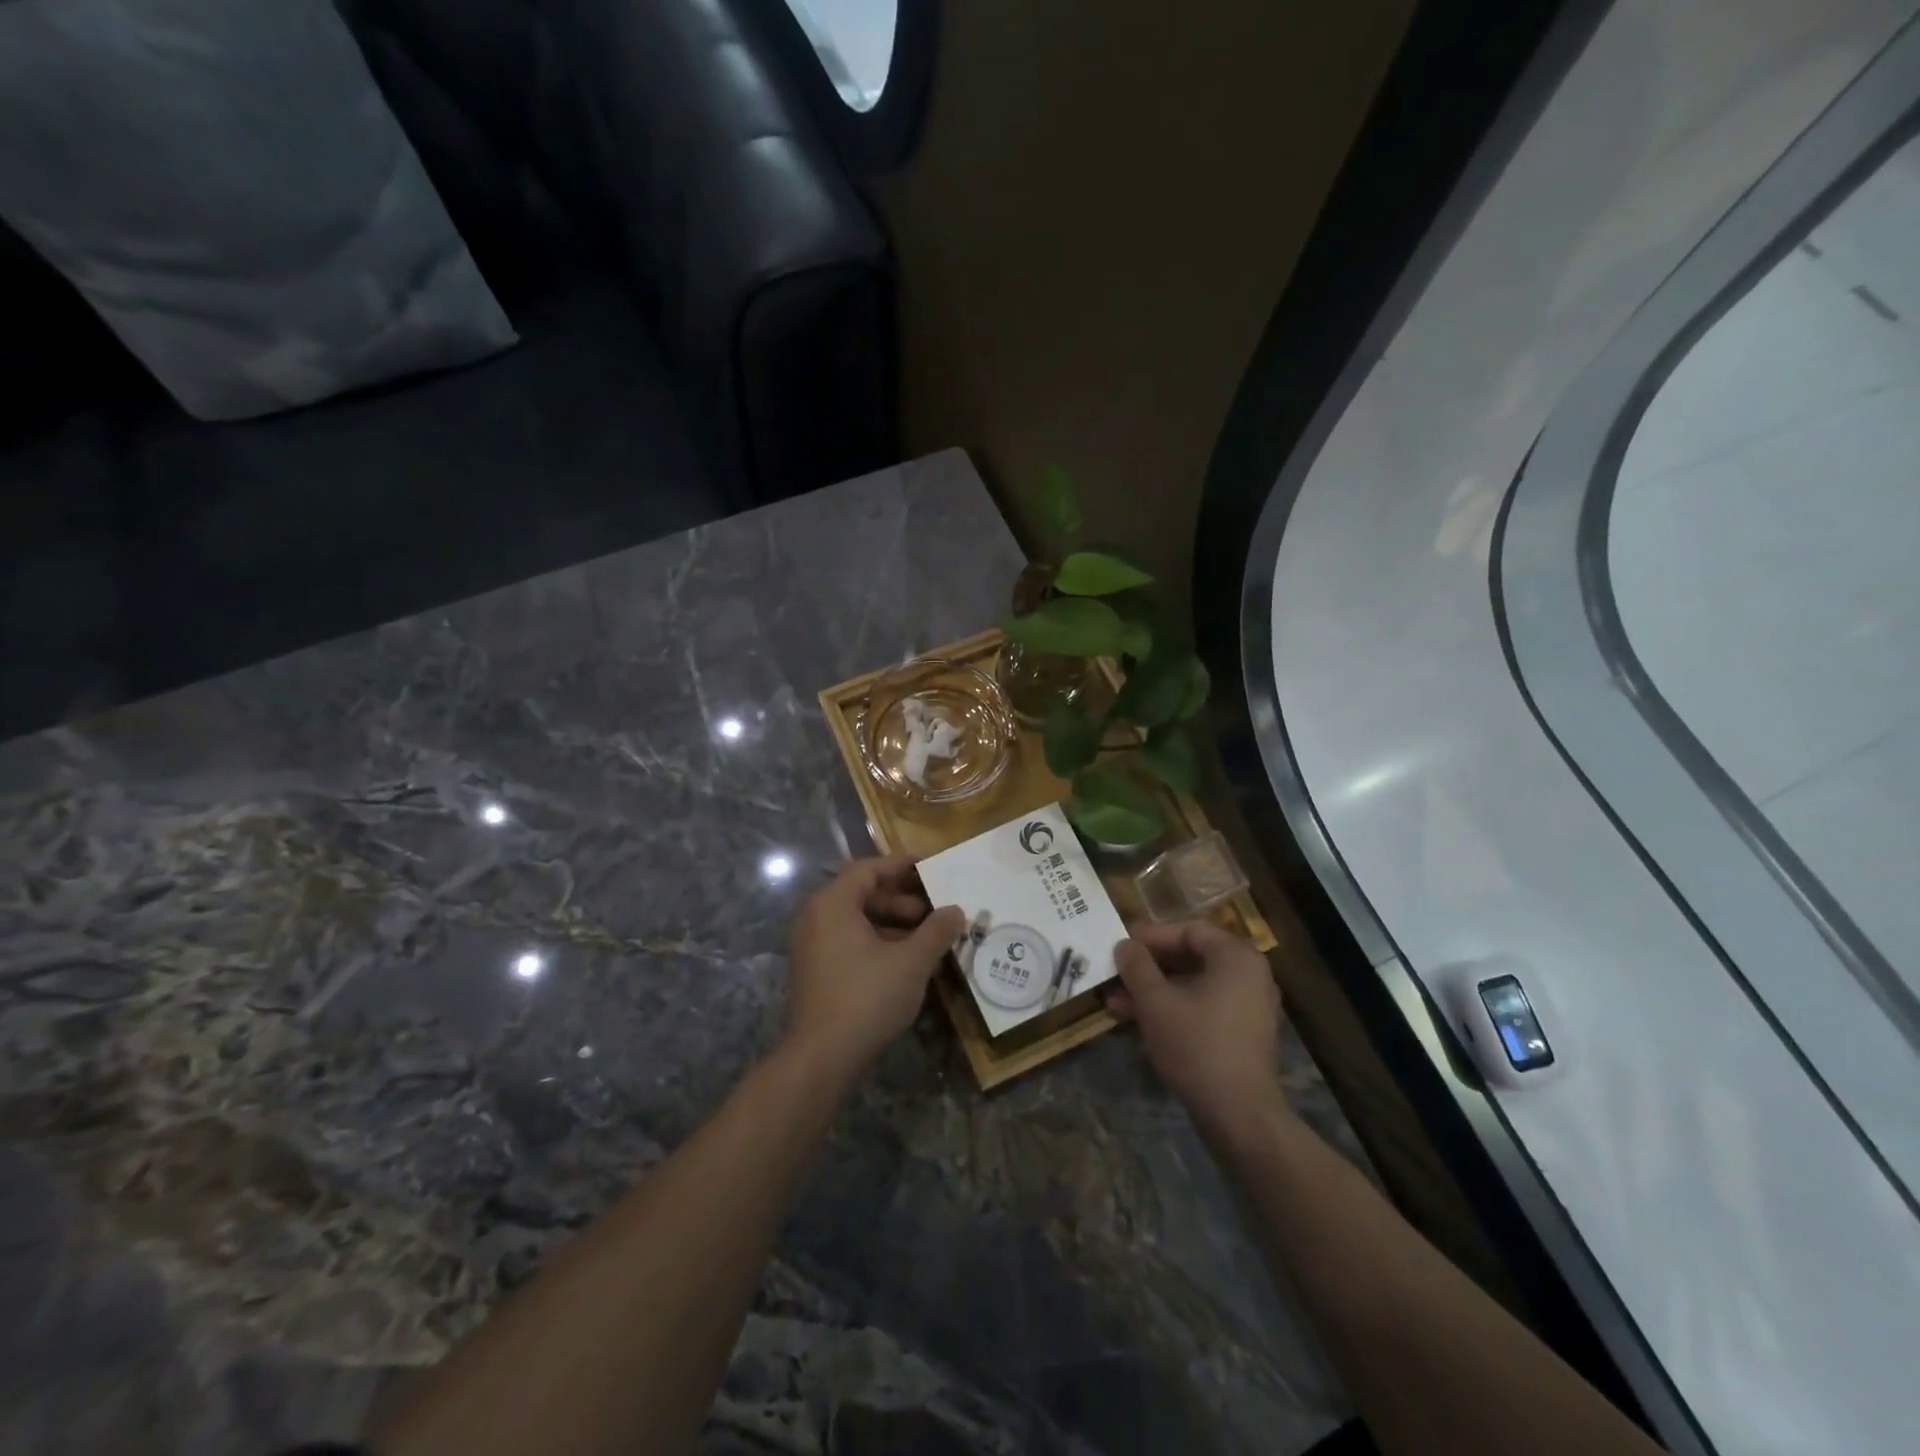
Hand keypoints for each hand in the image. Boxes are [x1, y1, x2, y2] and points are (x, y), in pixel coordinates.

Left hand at [783, 857, 966, 1080]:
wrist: (822, 1058)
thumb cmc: (867, 997)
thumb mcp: (912, 961)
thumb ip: (937, 930)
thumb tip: (956, 911)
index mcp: (833, 903)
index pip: (868, 869)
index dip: (900, 866)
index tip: (929, 867)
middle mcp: (816, 918)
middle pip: (862, 894)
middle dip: (901, 900)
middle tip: (934, 912)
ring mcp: (812, 946)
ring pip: (857, 921)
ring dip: (893, 925)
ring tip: (927, 940)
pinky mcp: (815, 972)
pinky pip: (849, 943)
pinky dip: (877, 944)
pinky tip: (906, 963)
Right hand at [1108, 921, 1287, 1135]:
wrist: (1240, 1115)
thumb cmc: (1197, 1046)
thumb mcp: (1156, 1002)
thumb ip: (1137, 967)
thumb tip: (1124, 945)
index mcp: (1236, 957)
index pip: (1188, 930)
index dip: (1151, 936)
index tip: (1120, 945)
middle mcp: (1250, 975)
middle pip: (1192, 956)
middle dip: (1149, 966)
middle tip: (1117, 972)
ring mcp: (1251, 1006)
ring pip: (1195, 985)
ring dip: (1156, 990)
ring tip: (1116, 1001)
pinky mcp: (1245, 1034)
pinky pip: (1206, 1006)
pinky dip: (1175, 1008)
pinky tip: (1140, 1020)